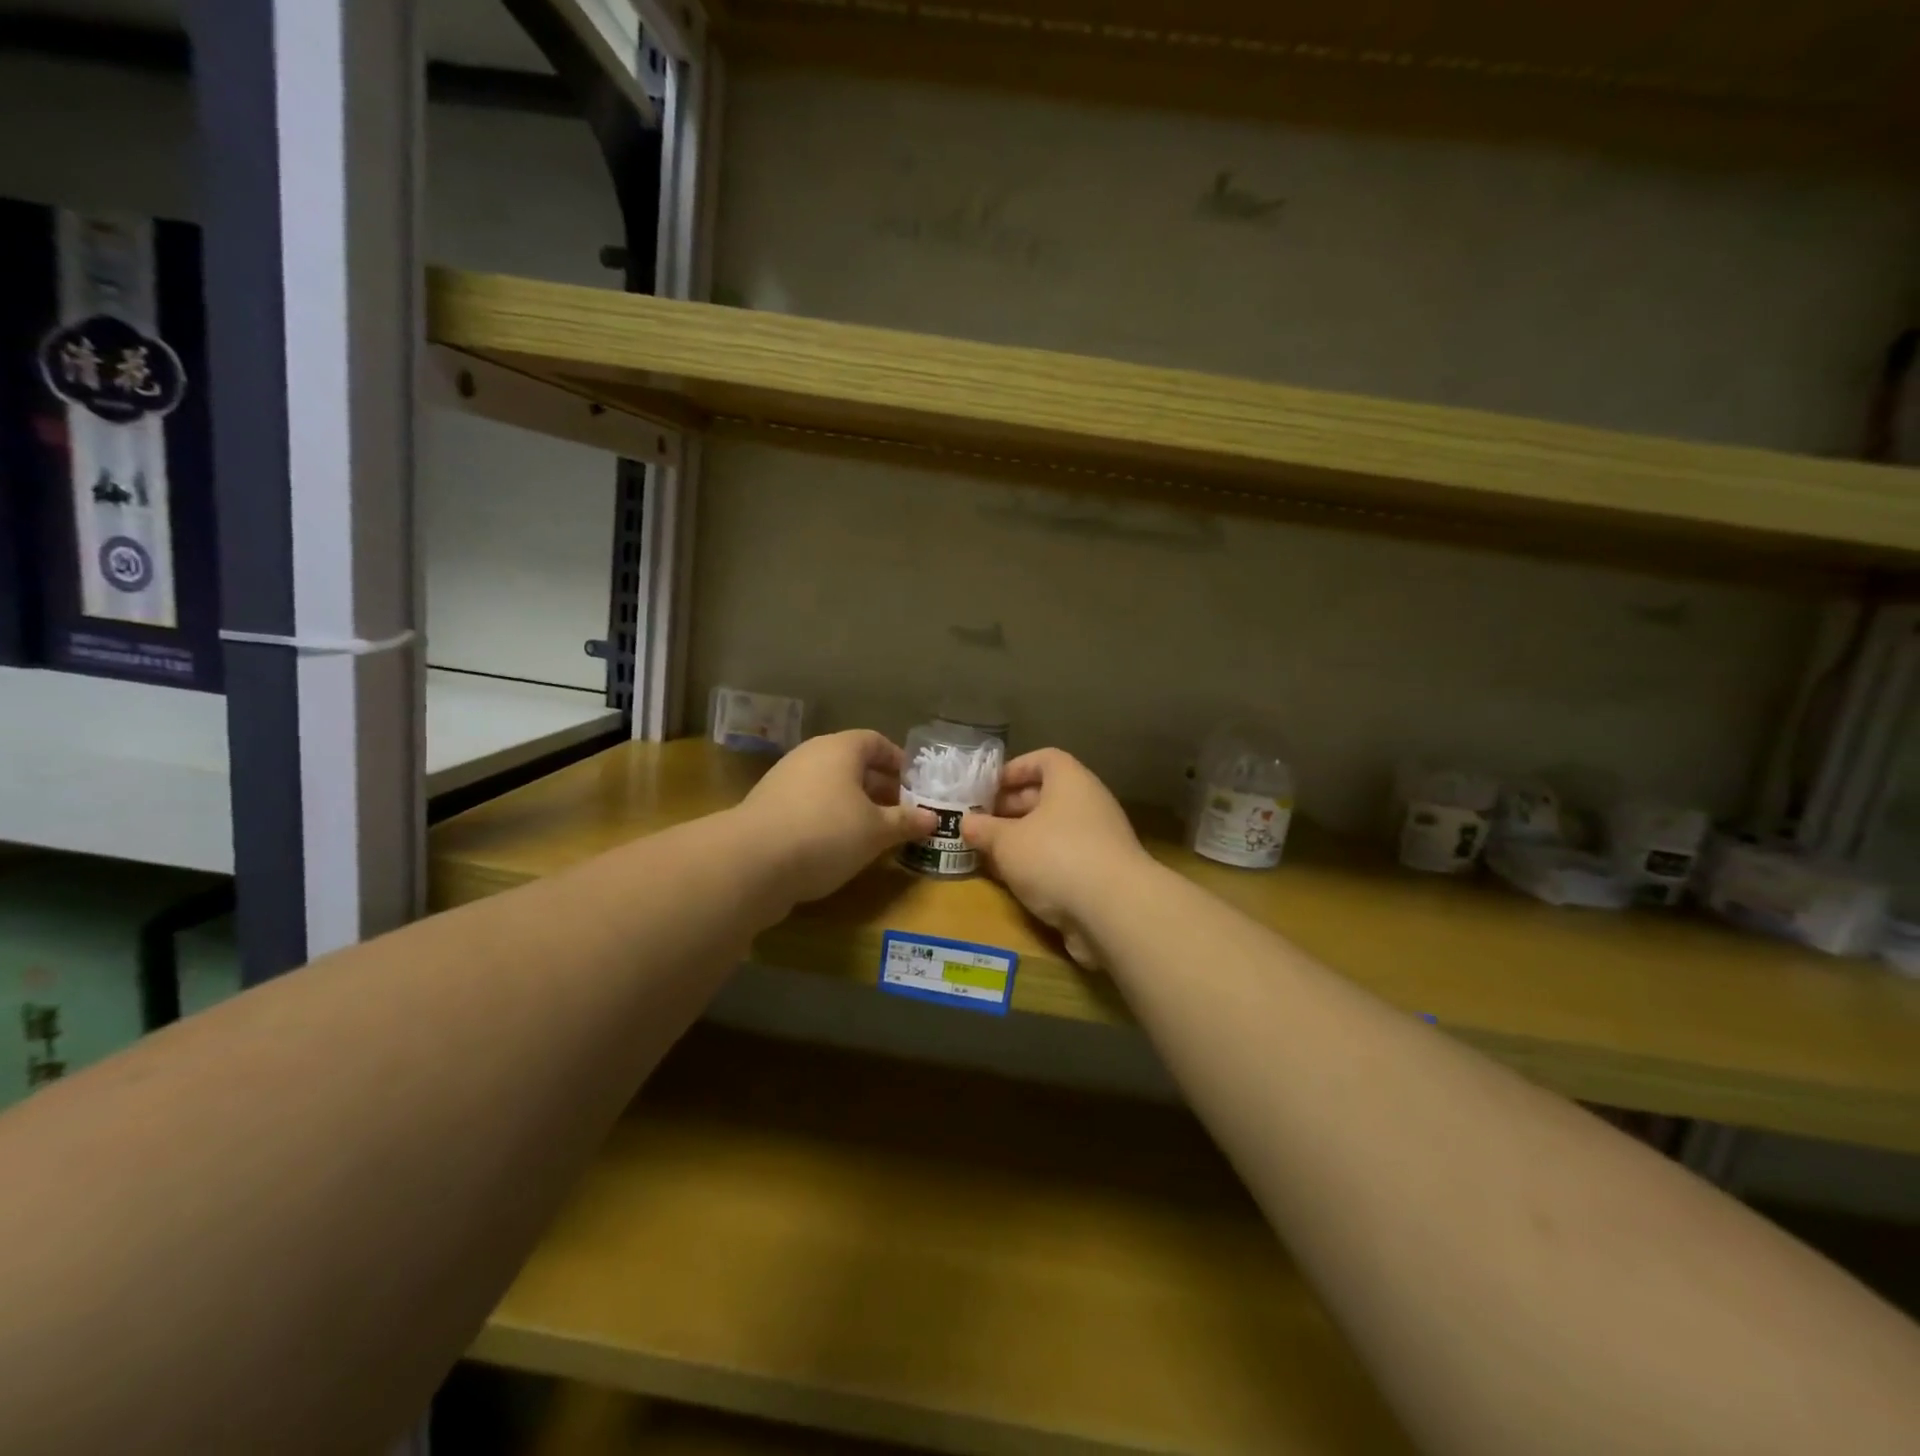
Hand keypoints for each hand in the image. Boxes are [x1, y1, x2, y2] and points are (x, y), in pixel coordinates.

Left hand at [734, 730, 935, 909]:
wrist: (751, 862)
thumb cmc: (826, 833)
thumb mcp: (876, 831)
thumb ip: (905, 822)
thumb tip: (932, 818)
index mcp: (840, 749)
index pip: (875, 741)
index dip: (898, 761)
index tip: (915, 785)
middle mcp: (811, 756)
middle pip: (852, 764)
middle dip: (879, 787)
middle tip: (901, 812)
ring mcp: (785, 781)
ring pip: (830, 786)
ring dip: (854, 805)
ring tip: (874, 833)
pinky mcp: (768, 809)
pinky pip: (809, 805)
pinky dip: (829, 819)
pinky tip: (839, 847)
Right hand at [961, 749, 1153, 968]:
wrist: (1114, 911)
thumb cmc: (1055, 857)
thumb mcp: (1007, 842)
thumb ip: (985, 830)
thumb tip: (967, 822)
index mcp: (1071, 781)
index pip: (1044, 759)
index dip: (1014, 769)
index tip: (987, 788)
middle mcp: (1089, 804)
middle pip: (1047, 796)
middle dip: (1012, 808)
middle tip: (982, 824)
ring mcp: (1100, 840)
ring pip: (1054, 831)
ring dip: (1023, 840)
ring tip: (992, 854)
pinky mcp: (1102, 874)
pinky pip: (1065, 859)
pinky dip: (1041, 865)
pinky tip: (1016, 882)